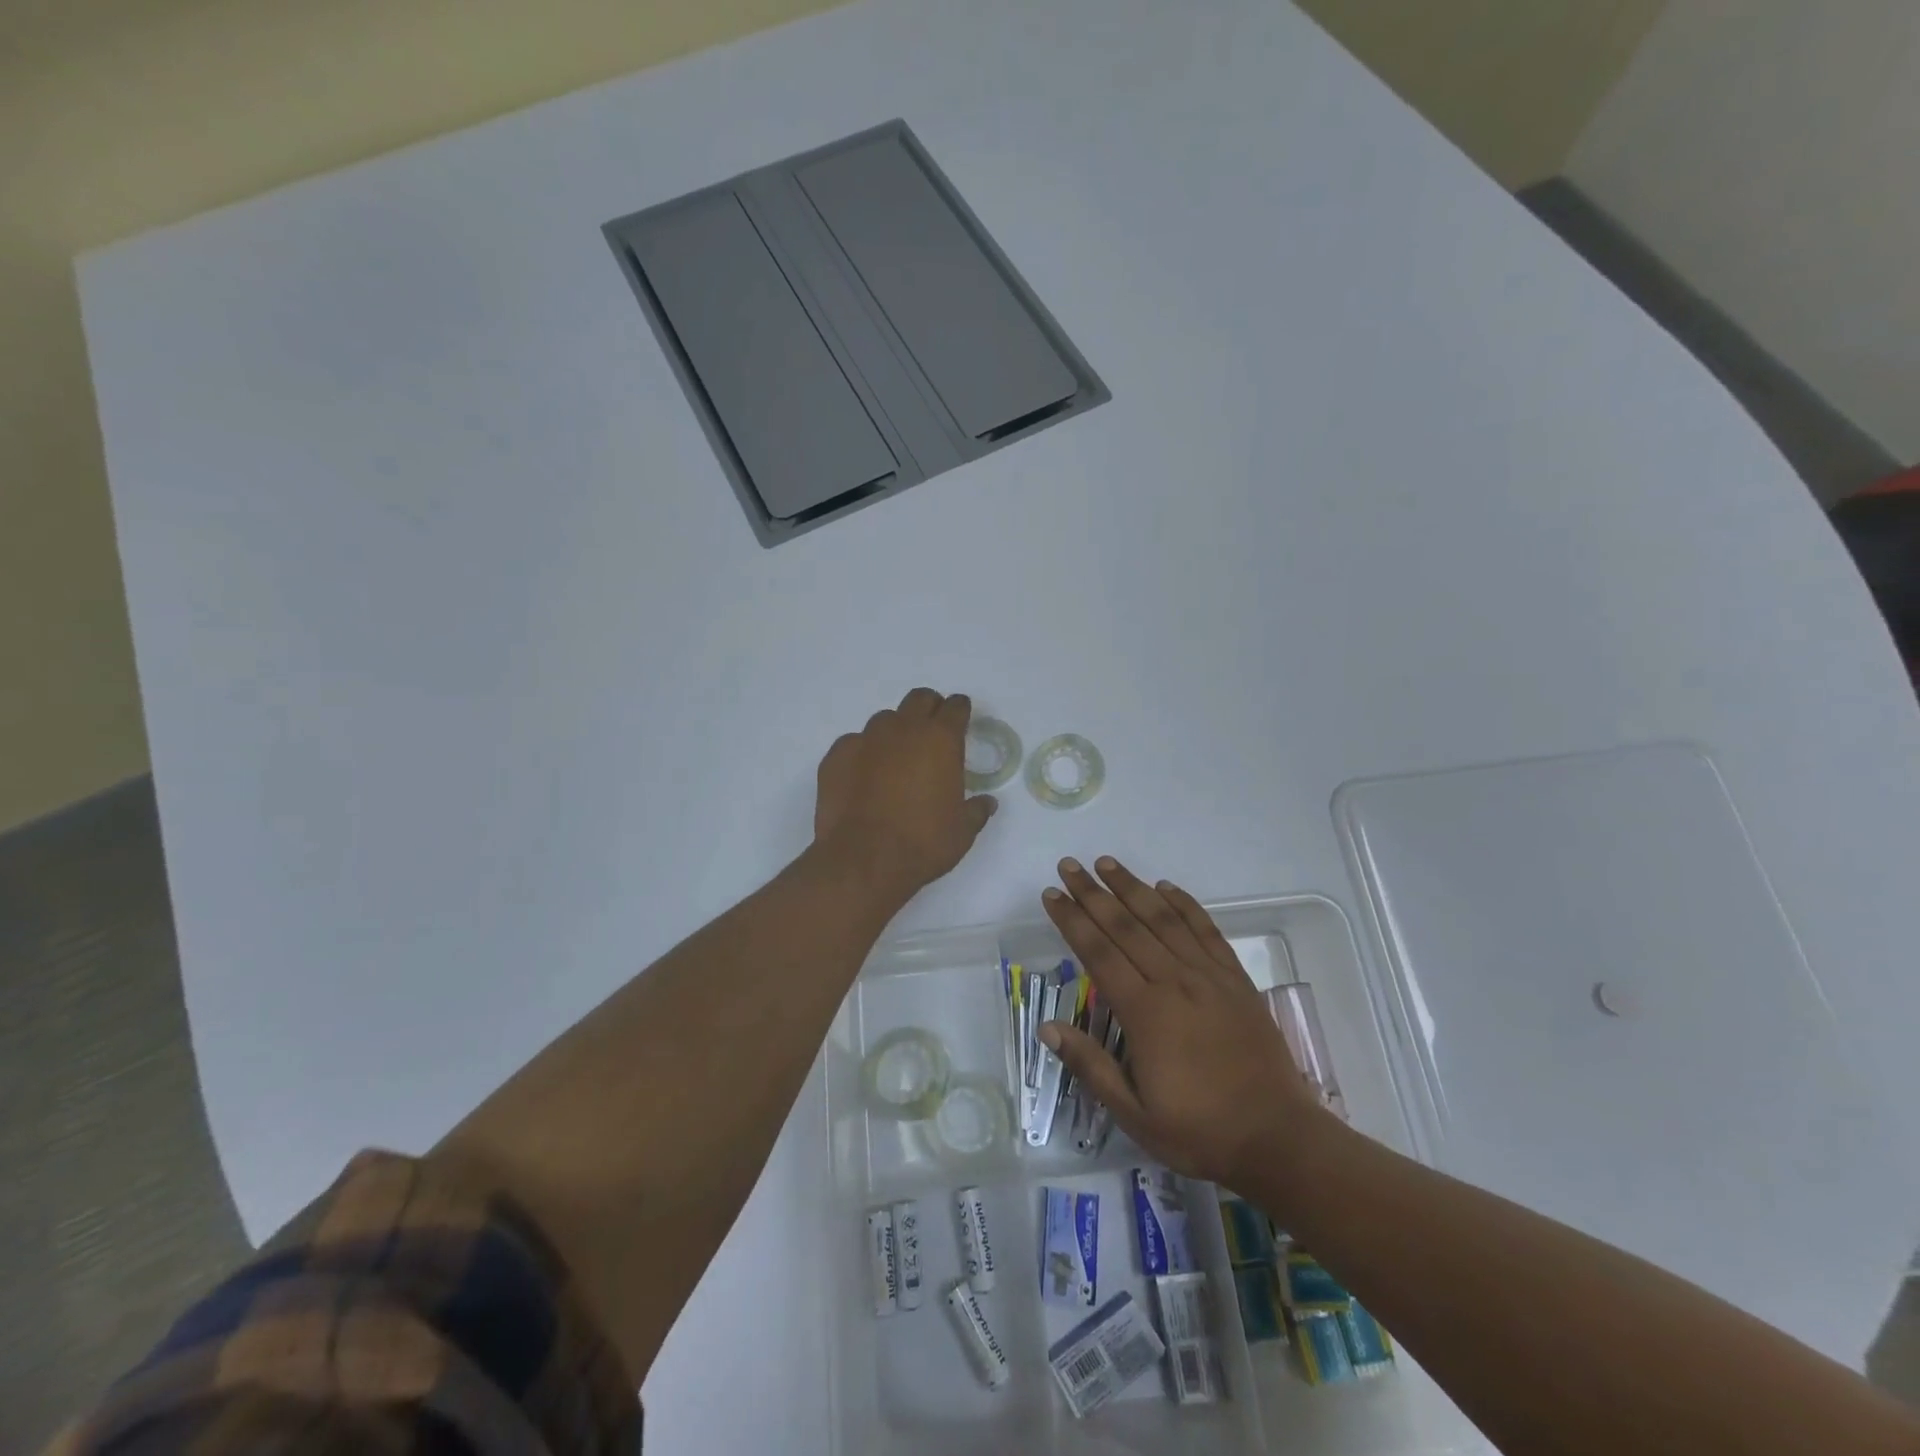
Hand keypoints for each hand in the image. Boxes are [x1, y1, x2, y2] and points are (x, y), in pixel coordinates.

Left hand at [814, 689, 997, 900]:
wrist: (862, 860)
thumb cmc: (922, 844)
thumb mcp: (962, 832)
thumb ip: (976, 810)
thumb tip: (987, 803)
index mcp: (940, 740)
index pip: (955, 707)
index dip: (960, 711)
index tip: (961, 720)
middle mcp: (903, 729)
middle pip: (919, 699)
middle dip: (929, 709)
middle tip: (931, 732)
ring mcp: (865, 738)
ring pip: (885, 720)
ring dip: (895, 732)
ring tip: (895, 760)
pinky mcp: (836, 755)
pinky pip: (854, 743)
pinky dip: (863, 753)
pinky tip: (863, 778)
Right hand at [1039, 856, 1322, 1187]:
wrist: (1278, 1138)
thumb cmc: (1199, 1131)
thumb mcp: (1134, 1113)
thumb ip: (1091, 1066)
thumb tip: (1047, 1027)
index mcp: (1146, 1013)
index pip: (1099, 953)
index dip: (1072, 920)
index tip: (1051, 895)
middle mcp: (1175, 982)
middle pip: (1126, 926)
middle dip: (1093, 893)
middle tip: (1069, 866)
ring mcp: (1209, 976)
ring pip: (1163, 919)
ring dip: (1133, 888)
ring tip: (1108, 864)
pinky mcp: (1236, 980)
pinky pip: (1206, 930)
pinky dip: (1185, 905)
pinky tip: (1166, 888)